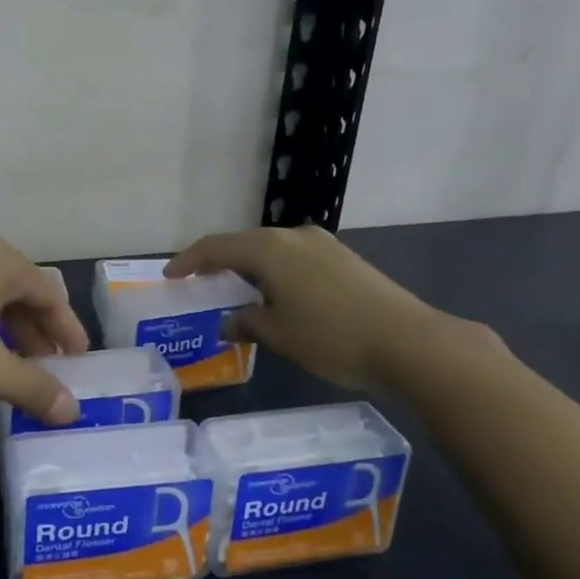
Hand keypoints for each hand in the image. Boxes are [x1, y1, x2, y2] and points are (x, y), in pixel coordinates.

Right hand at [166, 225, 472, 391]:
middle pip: (245, 243)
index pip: (216, 247)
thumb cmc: (332, 337)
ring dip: (250, 267)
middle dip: (219, 262)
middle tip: (200, 282)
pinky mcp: (344, 259)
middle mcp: (294, 236)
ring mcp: (323, 245)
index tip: (170, 275)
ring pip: (272, 250)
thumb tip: (228, 322)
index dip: (189, 260)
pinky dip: (276, 272)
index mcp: (270, 249)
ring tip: (237, 291)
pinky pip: (295, 259)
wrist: (409, 342)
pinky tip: (278, 295)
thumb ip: (247, 323)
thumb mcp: (279, 335)